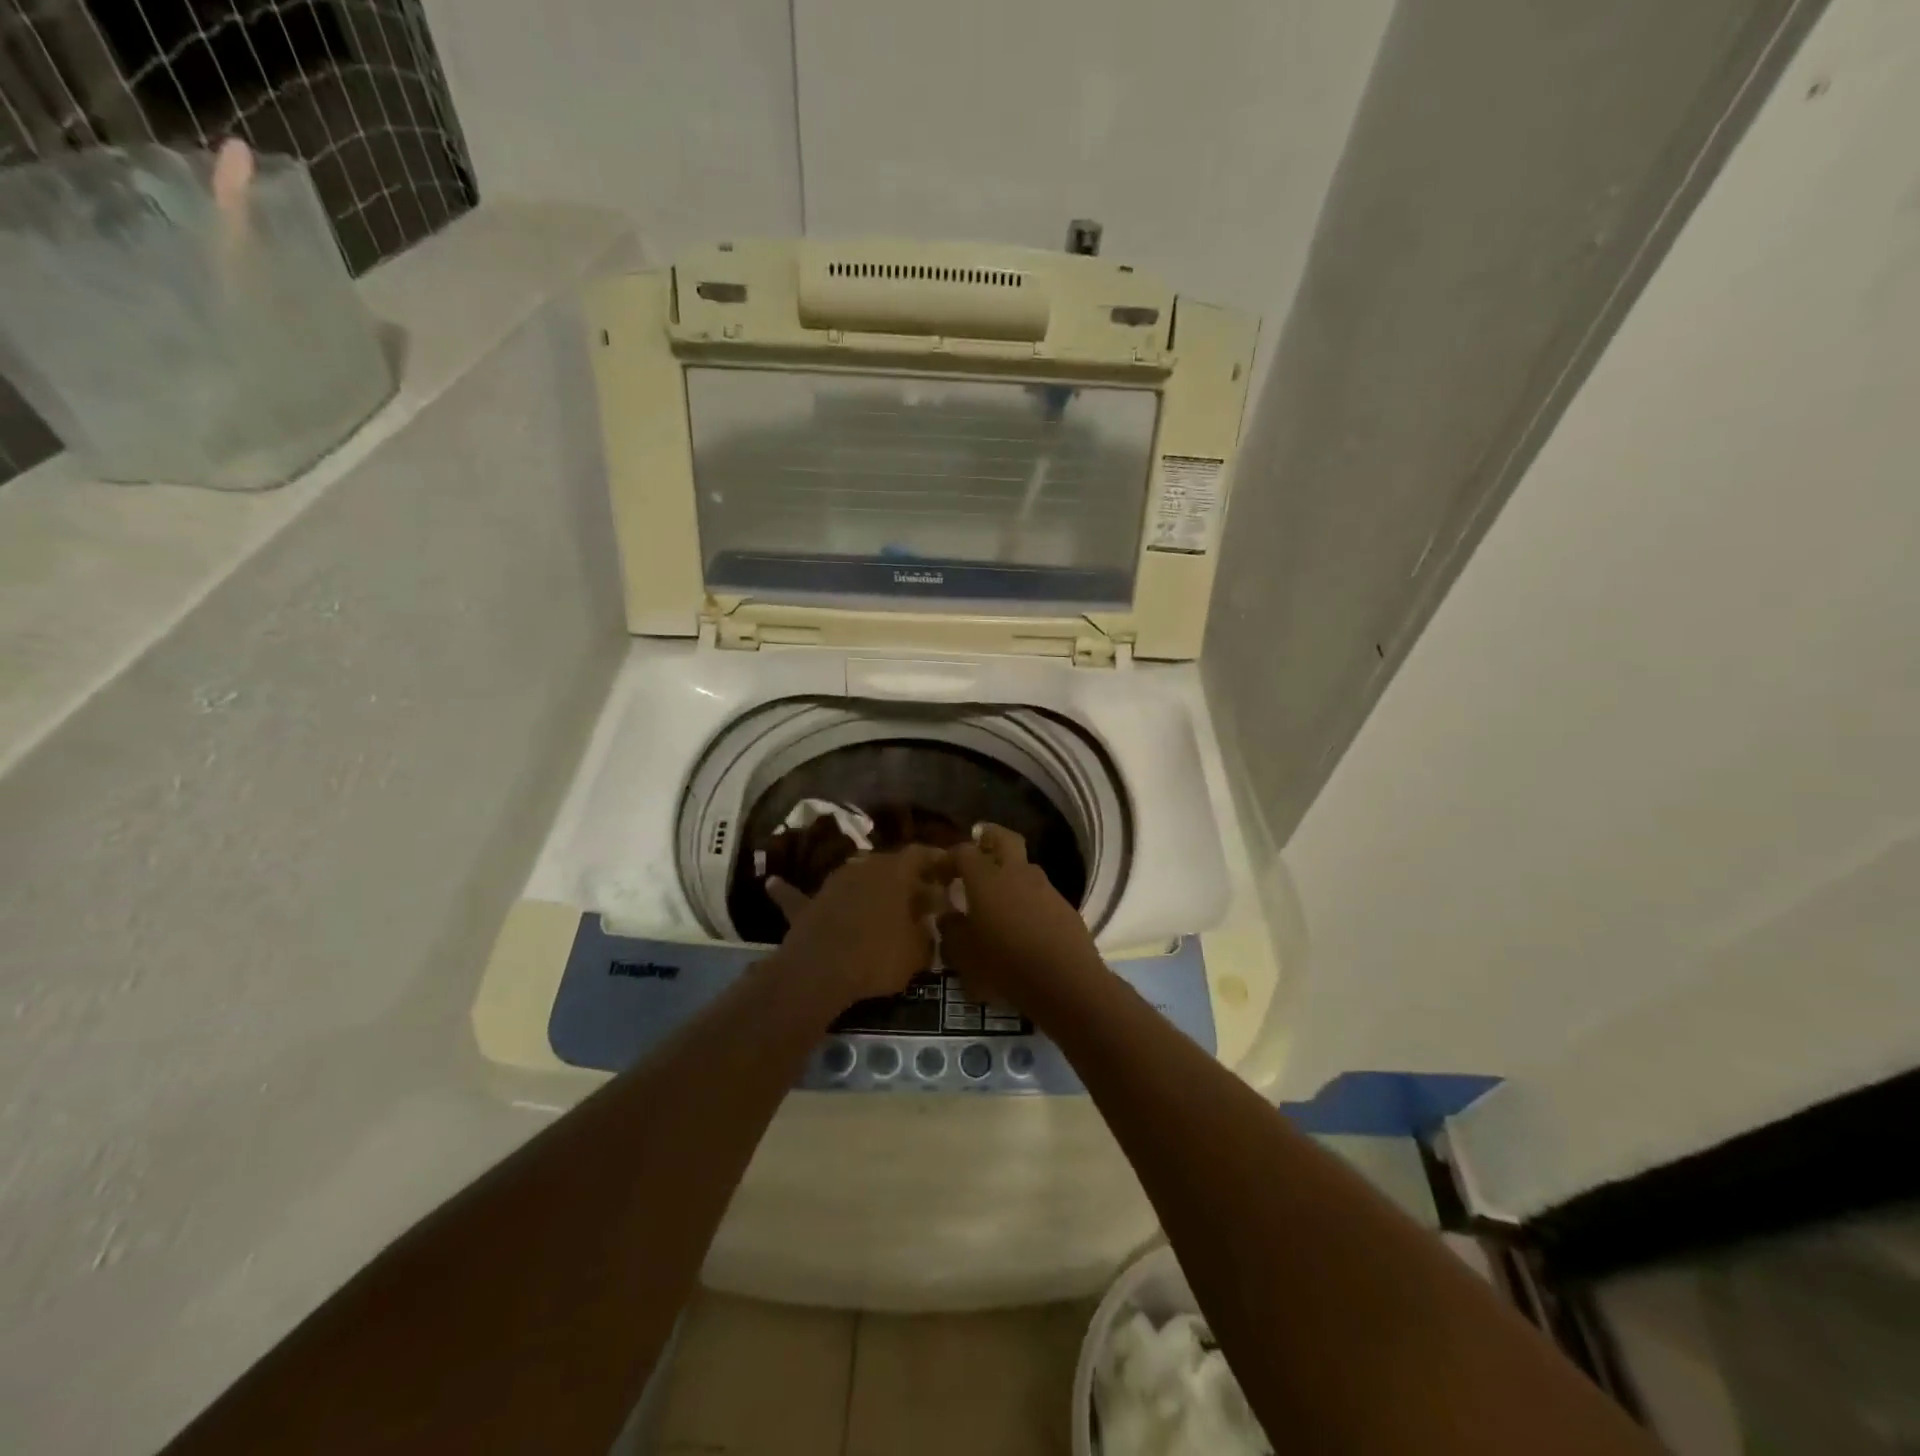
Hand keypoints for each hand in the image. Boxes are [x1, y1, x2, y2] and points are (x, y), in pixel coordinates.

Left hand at [766, 846, 947, 1004]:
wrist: (822, 970)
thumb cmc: (879, 956)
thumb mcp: (918, 951)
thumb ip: (927, 933)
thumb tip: (930, 924)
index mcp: (896, 872)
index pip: (921, 855)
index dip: (937, 860)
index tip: (949, 867)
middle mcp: (864, 866)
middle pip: (889, 865)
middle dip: (905, 878)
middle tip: (919, 894)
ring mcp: (833, 883)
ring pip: (855, 877)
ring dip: (867, 886)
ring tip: (880, 901)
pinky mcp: (807, 905)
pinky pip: (798, 896)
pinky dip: (788, 890)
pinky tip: (773, 881)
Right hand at [938, 825, 1106, 1017]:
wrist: (1067, 983)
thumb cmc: (1006, 966)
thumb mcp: (965, 956)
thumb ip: (951, 931)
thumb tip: (947, 917)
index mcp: (987, 879)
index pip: (964, 852)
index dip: (948, 859)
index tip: (937, 873)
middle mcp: (1016, 873)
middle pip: (1003, 838)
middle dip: (988, 837)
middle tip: (976, 846)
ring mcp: (1044, 887)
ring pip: (1024, 865)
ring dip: (1009, 870)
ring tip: (997, 894)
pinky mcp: (1063, 905)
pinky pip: (1038, 891)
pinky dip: (1026, 896)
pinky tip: (1021, 920)